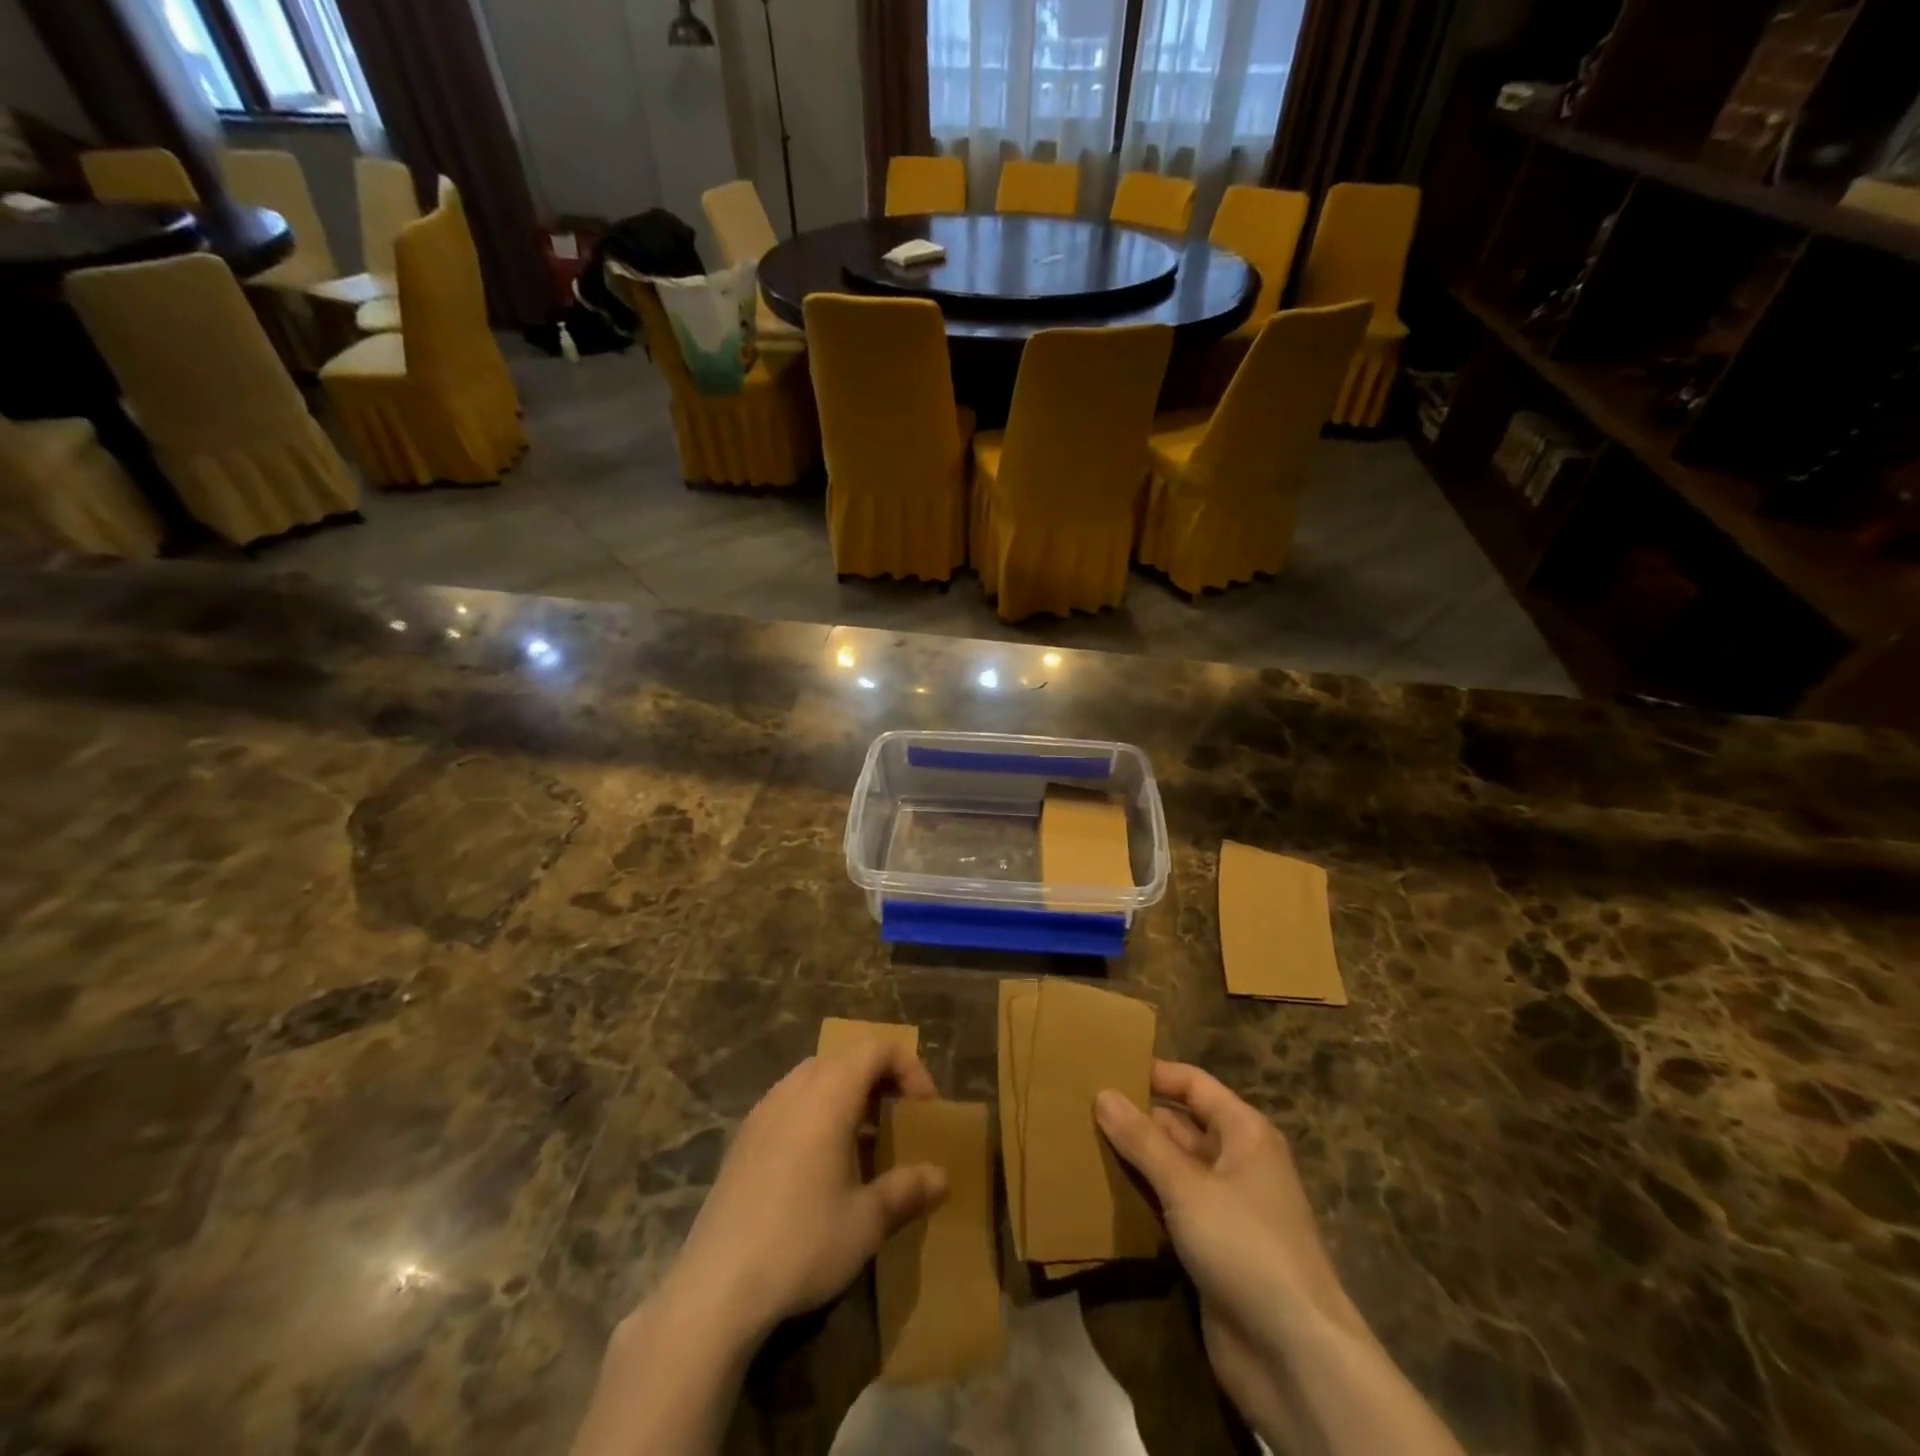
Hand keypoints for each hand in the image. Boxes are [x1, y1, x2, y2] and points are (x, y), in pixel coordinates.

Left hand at [661, 1042, 950, 1343]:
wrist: (715, 1288)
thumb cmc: (801, 1244)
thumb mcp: (866, 1222)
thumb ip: (907, 1191)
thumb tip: (942, 1178)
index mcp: (828, 1095)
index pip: (876, 1049)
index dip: (909, 1067)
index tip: (926, 1109)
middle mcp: (794, 1089)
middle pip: (845, 1057)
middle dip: (880, 1079)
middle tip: (900, 1118)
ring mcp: (763, 1111)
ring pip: (815, 1077)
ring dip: (847, 1094)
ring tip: (865, 1140)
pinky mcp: (743, 1139)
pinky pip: (790, 1102)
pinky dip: (817, 1111)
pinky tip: (821, 1163)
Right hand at [1096, 1062, 1364, 1448]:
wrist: (1295, 1356)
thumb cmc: (1246, 1246)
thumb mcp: (1188, 1186)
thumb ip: (1142, 1140)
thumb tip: (1103, 1093)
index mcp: (1244, 1132)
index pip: (1193, 1084)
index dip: (1153, 1074)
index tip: (1104, 1067)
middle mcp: (1236, 1162)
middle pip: (1180, 1126)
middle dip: (1136, 1118)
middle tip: (1080, 1107)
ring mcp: (1225, 1208)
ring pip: (1172, 1169)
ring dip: (1134, 1160)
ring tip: (1080, 1142)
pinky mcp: (1211, 1249)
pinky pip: (1170, 1209)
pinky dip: (1141, 1200)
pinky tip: (1102, 1193)